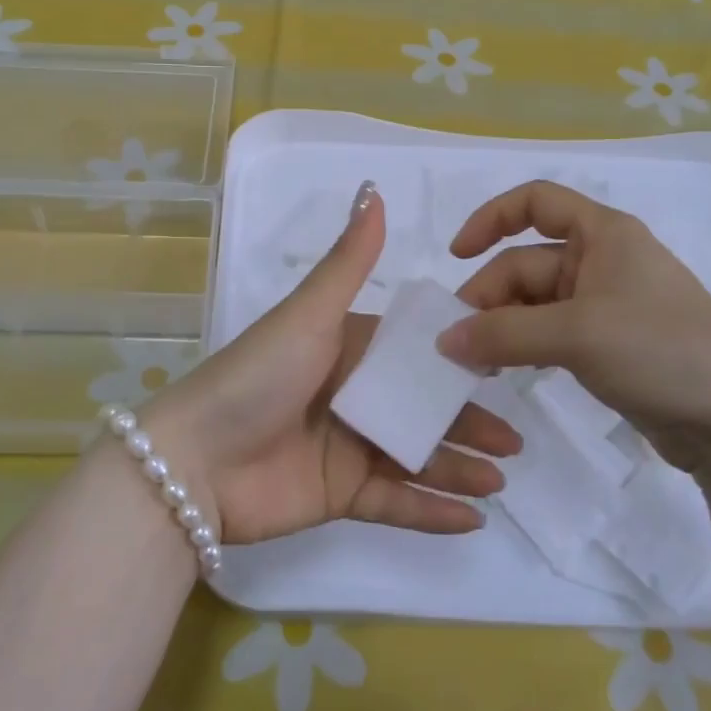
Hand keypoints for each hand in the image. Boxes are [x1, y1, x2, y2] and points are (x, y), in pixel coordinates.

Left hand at [144, 183, 520, 544]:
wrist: (196, 461)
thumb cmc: (259, 376)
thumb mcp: (309, 314)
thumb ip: (348, 262)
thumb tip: (375, 191)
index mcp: (347, 349)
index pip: (413, 352)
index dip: (456, 359)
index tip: (502, 362)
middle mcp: (352, 395)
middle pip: (421, 407)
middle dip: (468, 421)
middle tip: (515, 439)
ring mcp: (348, 447)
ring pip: (417, 456)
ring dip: (459, 467)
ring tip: (501, 480)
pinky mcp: (340, 495)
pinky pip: (396, 503)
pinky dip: (432, 512)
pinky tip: (473, 519)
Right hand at [438, 180, 710, 471]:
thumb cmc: (660, 350)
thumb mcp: (576, 335)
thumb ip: (503, 334)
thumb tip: (443, 340)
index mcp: (603, 234)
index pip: (534, 201)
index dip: (490, 219)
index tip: (457, 255)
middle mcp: (603, 260)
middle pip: (526, 261)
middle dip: (489, 296)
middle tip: (458, 342)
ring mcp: (607, 304)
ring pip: (535, 302)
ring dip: (502, 325)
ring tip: (475, 362)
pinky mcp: (609, 343)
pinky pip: (551, 332)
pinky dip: (524, 345)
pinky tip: (506, 369)